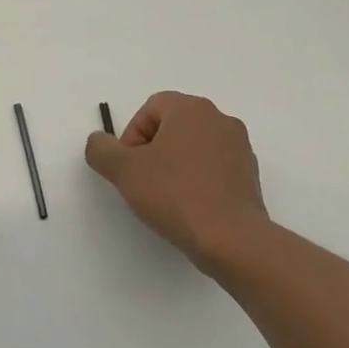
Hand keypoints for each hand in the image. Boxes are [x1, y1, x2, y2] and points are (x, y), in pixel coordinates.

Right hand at [85, 92, 272, 273]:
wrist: (230, 238)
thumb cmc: (174, 194)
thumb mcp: (123, 170)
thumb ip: (101, 149)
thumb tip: (99, 142)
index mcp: (191, 109)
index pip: (150, 109)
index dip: (131, 136)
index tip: (129, 166)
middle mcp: (219, 119)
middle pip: (172, 126)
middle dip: (152, 150)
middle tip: (142, 180)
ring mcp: (239, 147)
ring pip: (193, 147)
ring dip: (174, 164)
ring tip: (165, 196)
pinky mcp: (249, 174)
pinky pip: (213, 167)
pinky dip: (197, 179)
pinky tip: (189, 206)